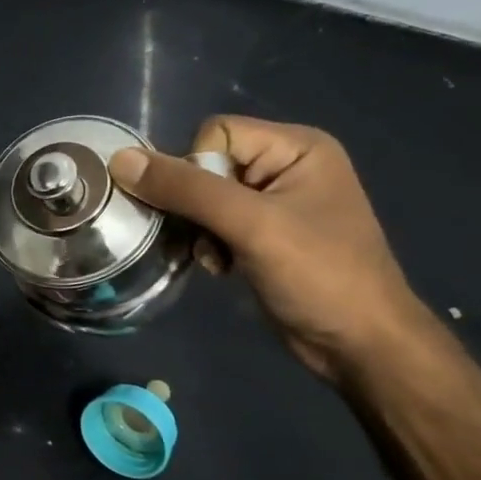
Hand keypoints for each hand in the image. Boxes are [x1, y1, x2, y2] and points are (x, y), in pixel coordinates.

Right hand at [110, 117, 427, 382]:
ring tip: (216, 258)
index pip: (215, 134)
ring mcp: (275, 202)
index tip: (208, 212)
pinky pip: (214, 222)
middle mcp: (286, 165)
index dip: (196, 170)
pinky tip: (222, 267)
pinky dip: (209, 244)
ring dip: (198, 230)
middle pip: (206, 166)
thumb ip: (185, 189)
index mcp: (296, 147)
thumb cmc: (318, 275)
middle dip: (194, 205)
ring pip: (204, 198)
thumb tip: (120, 160)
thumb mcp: (251, 225)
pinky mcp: (264, 234)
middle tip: (206, 239)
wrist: (360, 345)